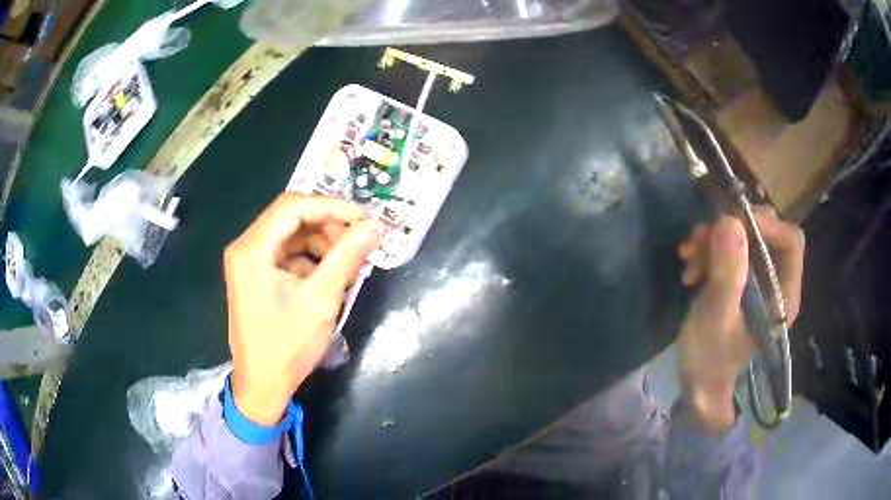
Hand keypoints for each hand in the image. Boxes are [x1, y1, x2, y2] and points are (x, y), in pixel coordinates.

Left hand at [224, 194, 382, 425]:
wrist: (262, 384)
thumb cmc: (287, 346)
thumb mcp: (321, 300)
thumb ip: (346, 257)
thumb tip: (375, 226)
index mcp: (252, 249)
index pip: (293, 206)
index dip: (331, 206)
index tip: (364, 218)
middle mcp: (246, 247)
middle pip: (291, 217)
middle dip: (328, 225)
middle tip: (359, 241)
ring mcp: (250, 261)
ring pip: (292, 234)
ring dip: (322, 242)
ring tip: (350, 262)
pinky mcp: (257, 275)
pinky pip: (288, 253)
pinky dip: (312, 258)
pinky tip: (332, 276)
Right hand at [676, 208, 803, 430]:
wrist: (696, 382)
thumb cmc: (710, 358)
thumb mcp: (716, 316)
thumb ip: (728, 274)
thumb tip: (730, 221)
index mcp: (783, 295)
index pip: (790, 241)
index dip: (765, 225)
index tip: (730, 225)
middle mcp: (775, 282)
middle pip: (765, 233)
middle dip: (731, 230)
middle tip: (700, 238)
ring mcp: (757, 280)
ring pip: (744, 238)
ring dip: (713, 239)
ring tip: (687, 255)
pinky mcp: (740, 280)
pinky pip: (728, 249)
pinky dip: (707, 250)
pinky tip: (690, 266)